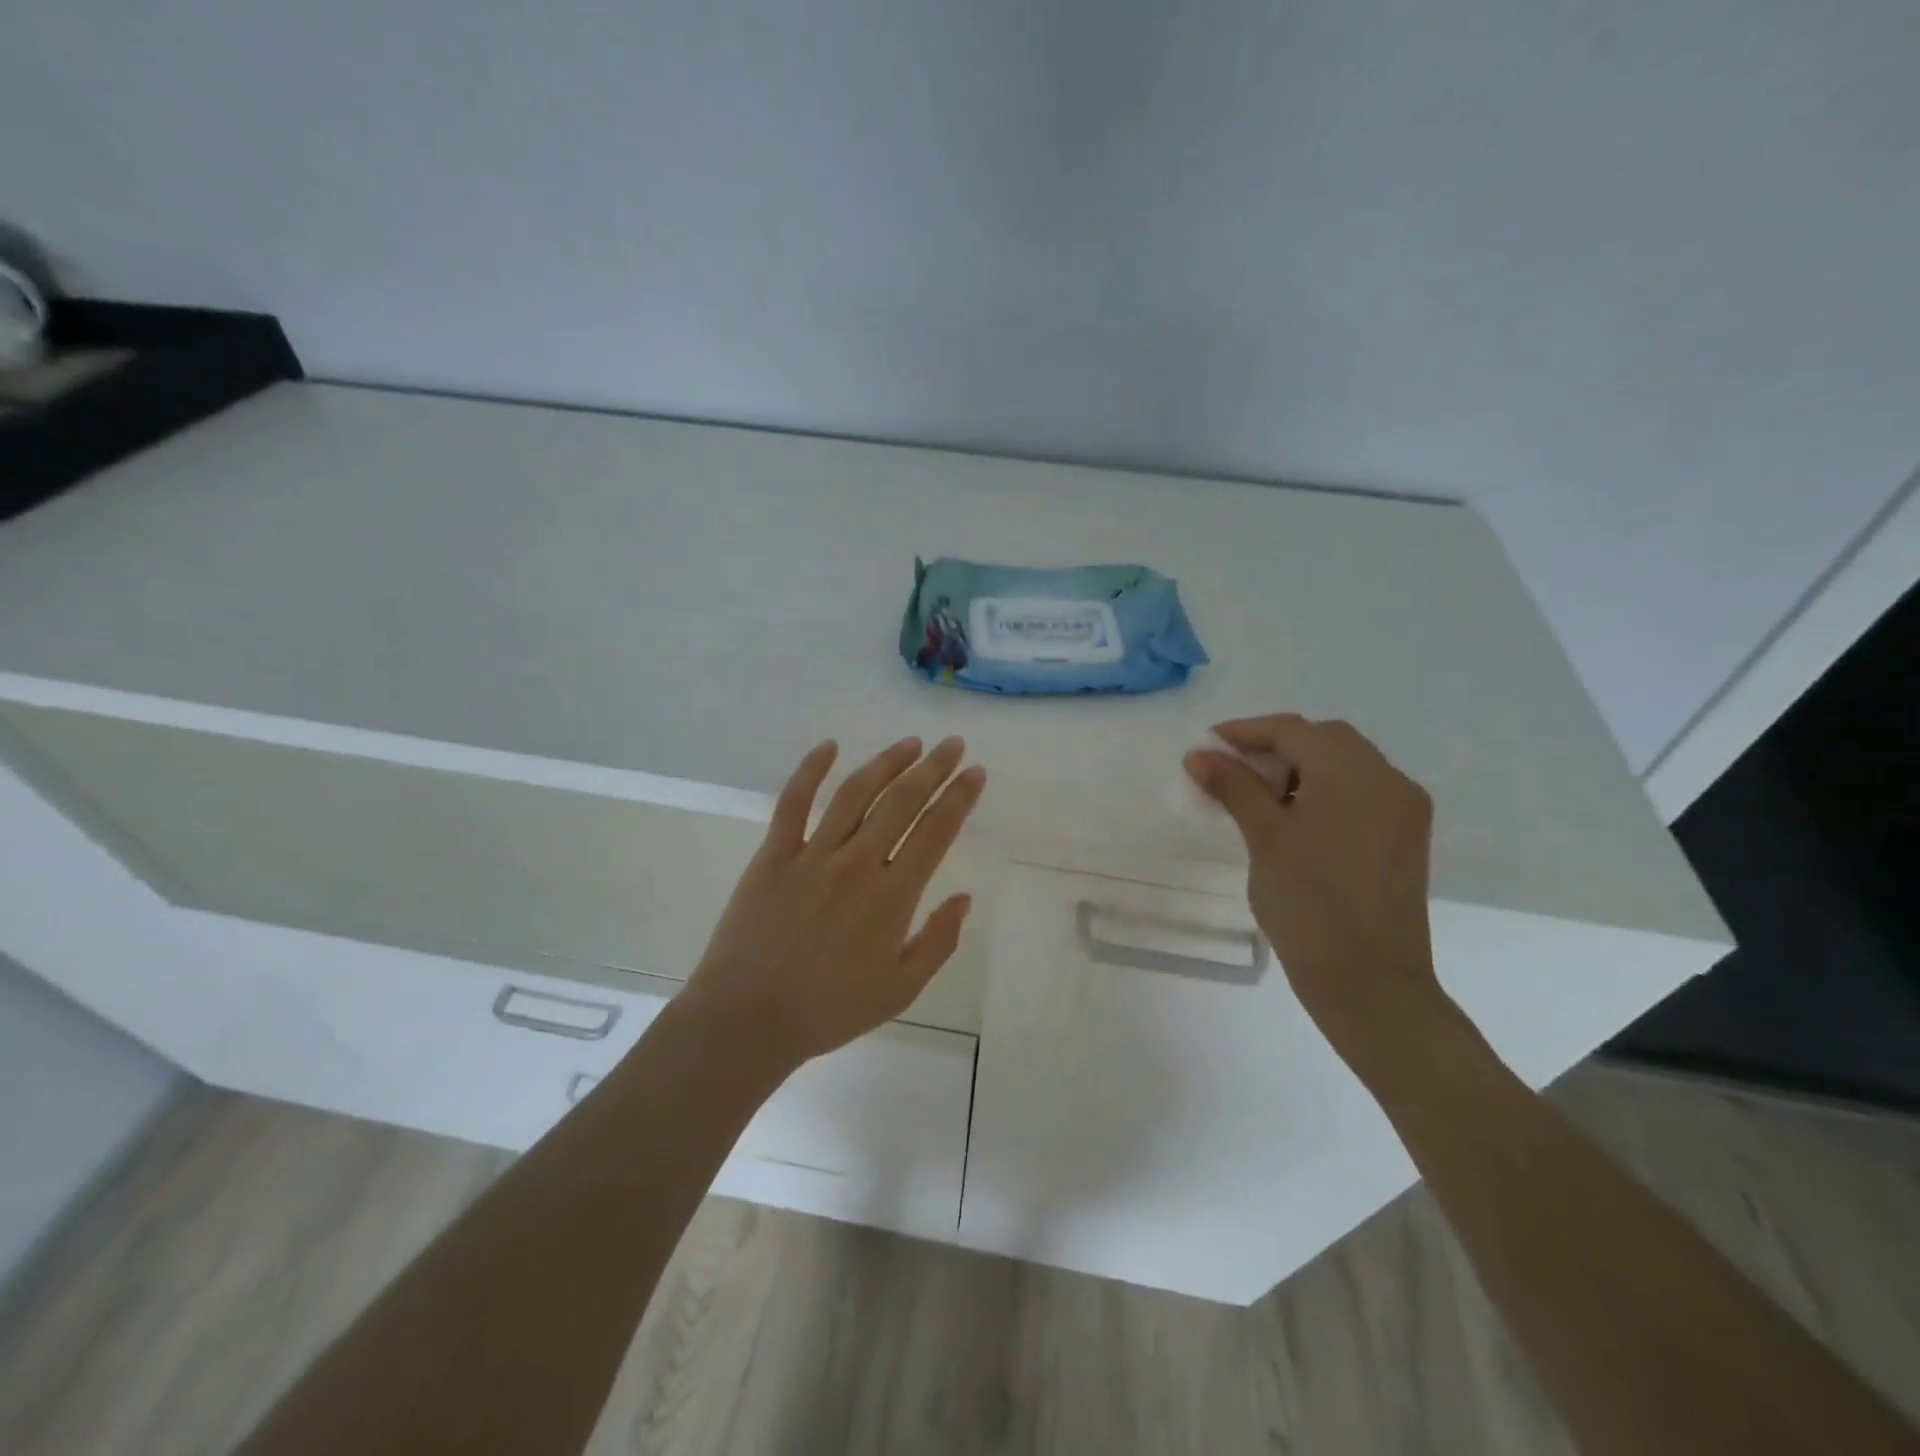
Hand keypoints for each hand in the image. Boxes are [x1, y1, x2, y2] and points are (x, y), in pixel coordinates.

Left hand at [683, 735, 985, 1071]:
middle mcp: (857, 864)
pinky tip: (829, 746)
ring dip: (886, 763)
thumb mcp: (901, 990)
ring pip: (855, 793)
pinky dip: (810, 770)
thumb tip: (965, 898)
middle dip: (933, 769)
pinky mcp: (773, 854)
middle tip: (952, 745)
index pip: (936, 832)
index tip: (975, 772)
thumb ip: (938, 942)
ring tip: (910, 743)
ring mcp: (812, 855)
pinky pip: (793, 802)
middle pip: (902, 802)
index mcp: (893, 897)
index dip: (960, 798)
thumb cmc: (829, 1010)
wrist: (748, 1019)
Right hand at [1184, 715, 1447, 1069]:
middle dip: (1275, 746)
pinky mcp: (1406, 837)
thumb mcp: (1263, 838)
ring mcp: (1403, 809)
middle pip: (1324, 739)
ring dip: (1300, 767)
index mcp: (1353, 773)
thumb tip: (1199, 754)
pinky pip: (1361, 792)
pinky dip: (1325, 790)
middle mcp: (1388, 779)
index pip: (1293, 729)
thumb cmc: (1308, 903)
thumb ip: (1233, 787)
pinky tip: (1295, 818)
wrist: (1368, 982)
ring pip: (1346, 764)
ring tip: (1258, 797)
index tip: (1206, 747)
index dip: (1244, 731)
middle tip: (1232, 770)